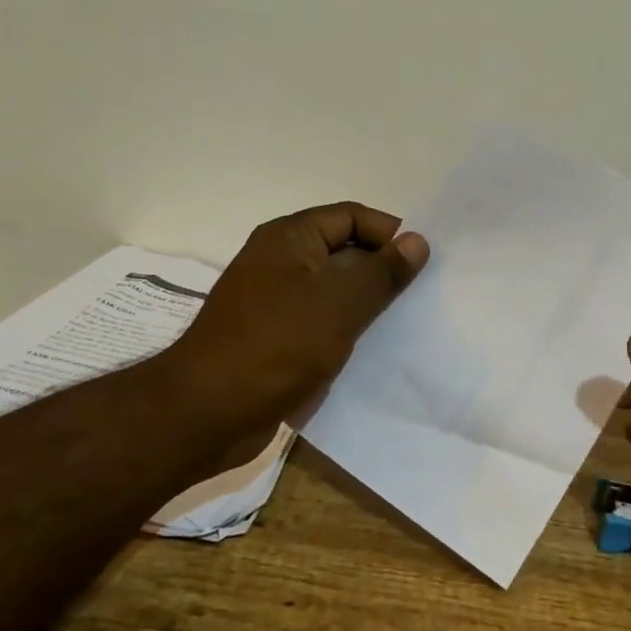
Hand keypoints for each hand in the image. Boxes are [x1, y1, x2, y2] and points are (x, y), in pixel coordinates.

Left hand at [163, 202, 428, 445]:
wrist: (207, 414)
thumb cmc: (276, 346)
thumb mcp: (339, 303)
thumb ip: (382, 271)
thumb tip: (416, 241)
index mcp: (290, 238)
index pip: (351, 217)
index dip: (389, 233)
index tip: (423, 262)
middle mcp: (281, 262)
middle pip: (344, 252)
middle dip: (382, 270)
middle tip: (422, 295)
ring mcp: (276, 302)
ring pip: (335, 291)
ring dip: (368, 304)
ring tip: (407, 323)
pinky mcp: (276, 338)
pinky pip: (322, 322)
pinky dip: (348, 330)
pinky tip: (375, 350)